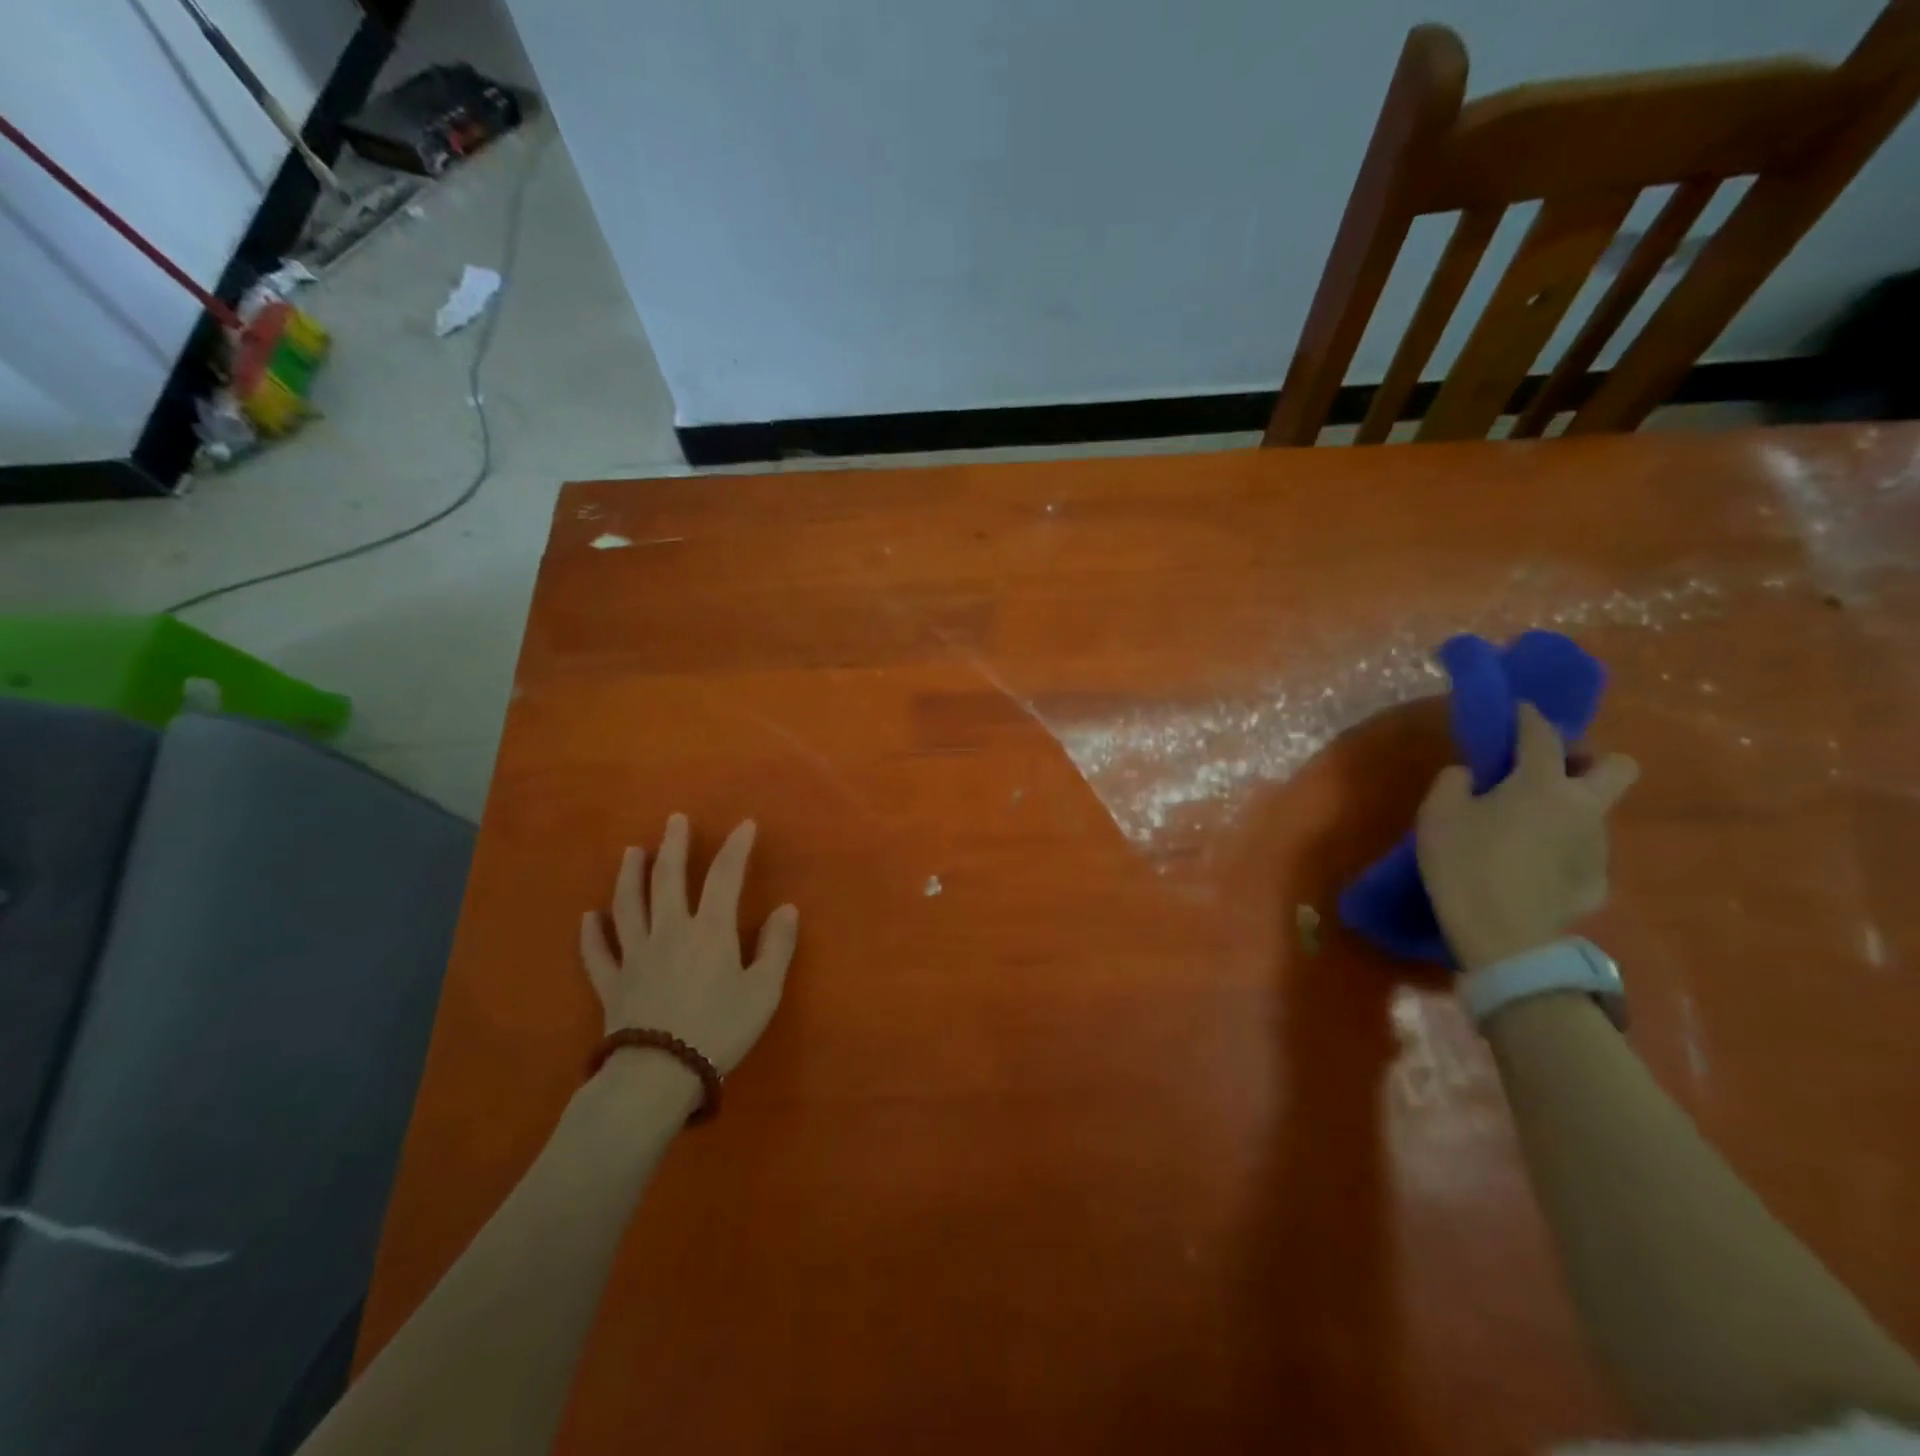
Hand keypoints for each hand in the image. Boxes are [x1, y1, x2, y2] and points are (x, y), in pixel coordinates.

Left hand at [579, 814, 799, 1073]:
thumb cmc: (719, 1029)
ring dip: (630, 876)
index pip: (725, 877)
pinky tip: (588, 918)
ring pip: (628, 906)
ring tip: (632, 852)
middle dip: (673, 846)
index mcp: (709, 930)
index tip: (744, 825)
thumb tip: (785, 908)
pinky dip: (592, 934)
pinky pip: (598, 953)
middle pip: (668, 880)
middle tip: (673, 820)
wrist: (658, 1074)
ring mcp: (635, 956)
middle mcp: (669, 931)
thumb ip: (776, 947)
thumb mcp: (763, 991)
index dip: (736, 848)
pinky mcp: (612, 985)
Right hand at [1416, 703, 1637, 971]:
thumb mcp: (1437, 814)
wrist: (1503, 937)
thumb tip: (1471, 775)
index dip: (1529, 717)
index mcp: (1541, 784)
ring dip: (1569, 809)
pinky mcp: (1598, 883)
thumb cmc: (1465, 864)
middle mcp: (1582, 807)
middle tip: (1548, 772)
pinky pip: (1584, 854)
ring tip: (1528, 828)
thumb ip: (1454, 783)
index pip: (1541, 734)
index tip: (1518, 709)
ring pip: (1596, 812)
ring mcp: (1598, 847)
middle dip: (1587, 760)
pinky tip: (1534, 869)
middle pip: (1616, 766)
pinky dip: (1563, 852)